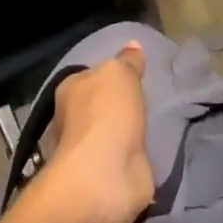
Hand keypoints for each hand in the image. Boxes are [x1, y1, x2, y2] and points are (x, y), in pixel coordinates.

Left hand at [37, 43, 154, 222]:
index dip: (110, 74)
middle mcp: (74, 120)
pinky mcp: (108, 178)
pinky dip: (135, 158)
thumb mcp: (120, 74)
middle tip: (147, 100)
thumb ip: (127, 61)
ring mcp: (90, 152)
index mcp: (70, 90)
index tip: (133, 75)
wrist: (105, 177)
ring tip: (152, 126)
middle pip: (100, 106)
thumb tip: (133, 45)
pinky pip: (125, 160)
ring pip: (113, 134)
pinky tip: (148, 153)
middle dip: (118, 106)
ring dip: (127, 133)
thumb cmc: (107, 114)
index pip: (90, 76)